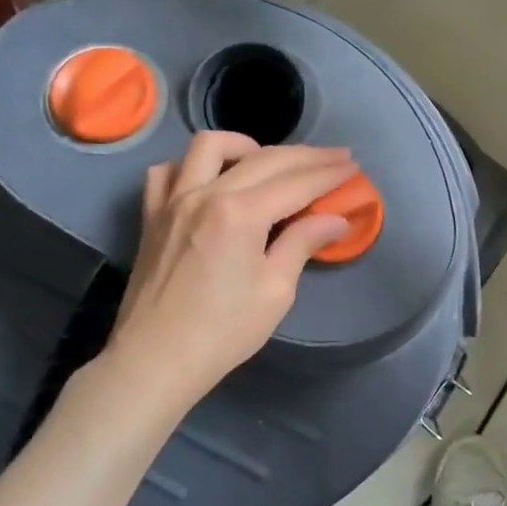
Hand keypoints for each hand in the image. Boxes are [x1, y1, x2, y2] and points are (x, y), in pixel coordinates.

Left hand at [97, 133, 355, 409]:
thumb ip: (303, 243)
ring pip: (209, 146)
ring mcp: (173, 200)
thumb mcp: (275, 291)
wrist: (156, 359)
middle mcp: (205, 193)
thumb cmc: (224, 331)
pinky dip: (192, 166)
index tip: (353, 167)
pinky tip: (210, 179)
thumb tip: (336, 219)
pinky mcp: (153, 215)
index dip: (329, 173)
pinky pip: (168, 172)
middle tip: (335, 158)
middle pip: (264, 159)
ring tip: (270, 162)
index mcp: (241, 213)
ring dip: (246, 145)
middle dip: (306, 156)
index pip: (296, 182)